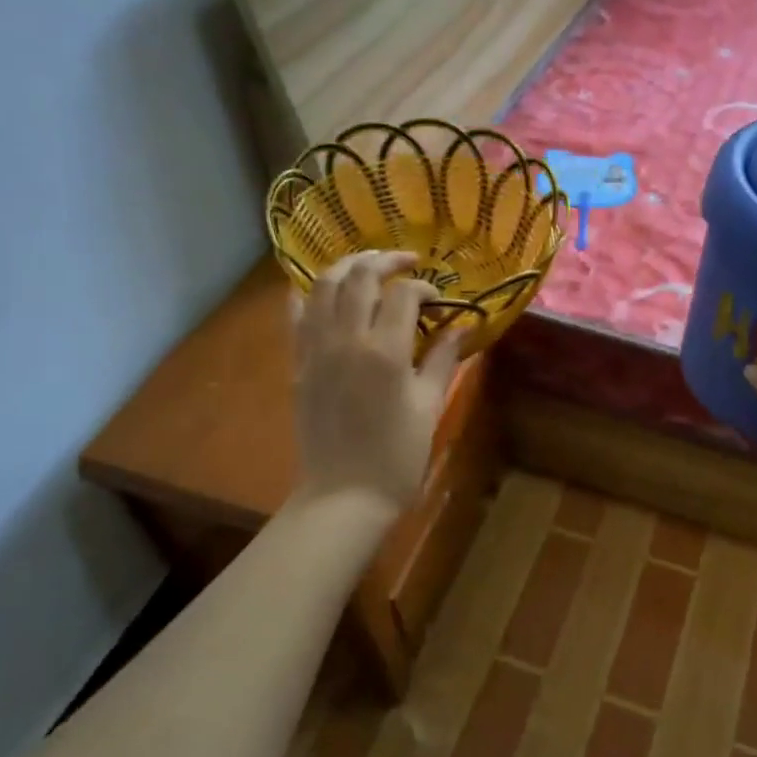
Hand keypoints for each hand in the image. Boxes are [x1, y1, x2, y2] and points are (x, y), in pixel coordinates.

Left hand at [289, 251, 462, 515]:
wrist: (344, 495)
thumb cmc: (397, 456)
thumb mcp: (429, 407)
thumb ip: (442, 360)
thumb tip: (459, 327)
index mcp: (385, 351)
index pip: (403, 294)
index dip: (424, 287)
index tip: (438, 301)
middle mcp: (346, 339)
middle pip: (359, 276)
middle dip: (385, 260)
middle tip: (406, 261)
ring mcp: (315, 349)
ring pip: (322, 285)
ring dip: (346, 266)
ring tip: (367, 264)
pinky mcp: (298, 364)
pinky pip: (296, 315)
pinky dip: (308, 294)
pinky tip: (322, 291)